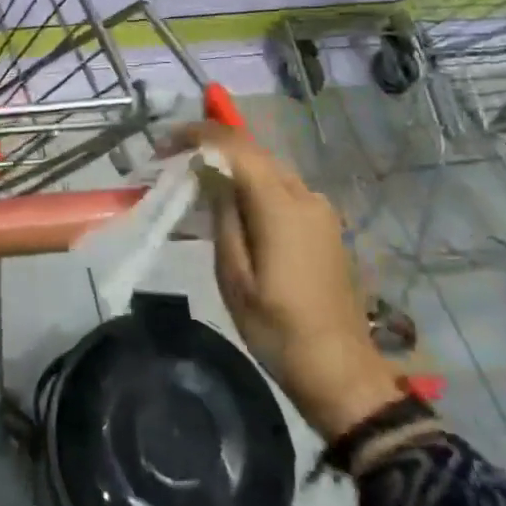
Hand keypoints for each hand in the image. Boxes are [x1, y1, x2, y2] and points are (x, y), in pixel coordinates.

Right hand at [169, 122, 404, 439]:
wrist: (339, 370)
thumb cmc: (277, 328)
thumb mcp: (234, 275)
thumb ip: (223, 215)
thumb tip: (209, 172)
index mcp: (281, 206)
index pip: (236, 147)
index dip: (199, 135)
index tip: (165, 142)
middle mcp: (305, 196)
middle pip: (254, 153)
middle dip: (212, 147)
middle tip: (174, 160)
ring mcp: (320, 210)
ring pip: (268, 169)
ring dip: (232, 166)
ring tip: (196, 181)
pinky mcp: (325, 225)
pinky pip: (282, 189)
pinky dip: (253, 185)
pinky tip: (232, 205)